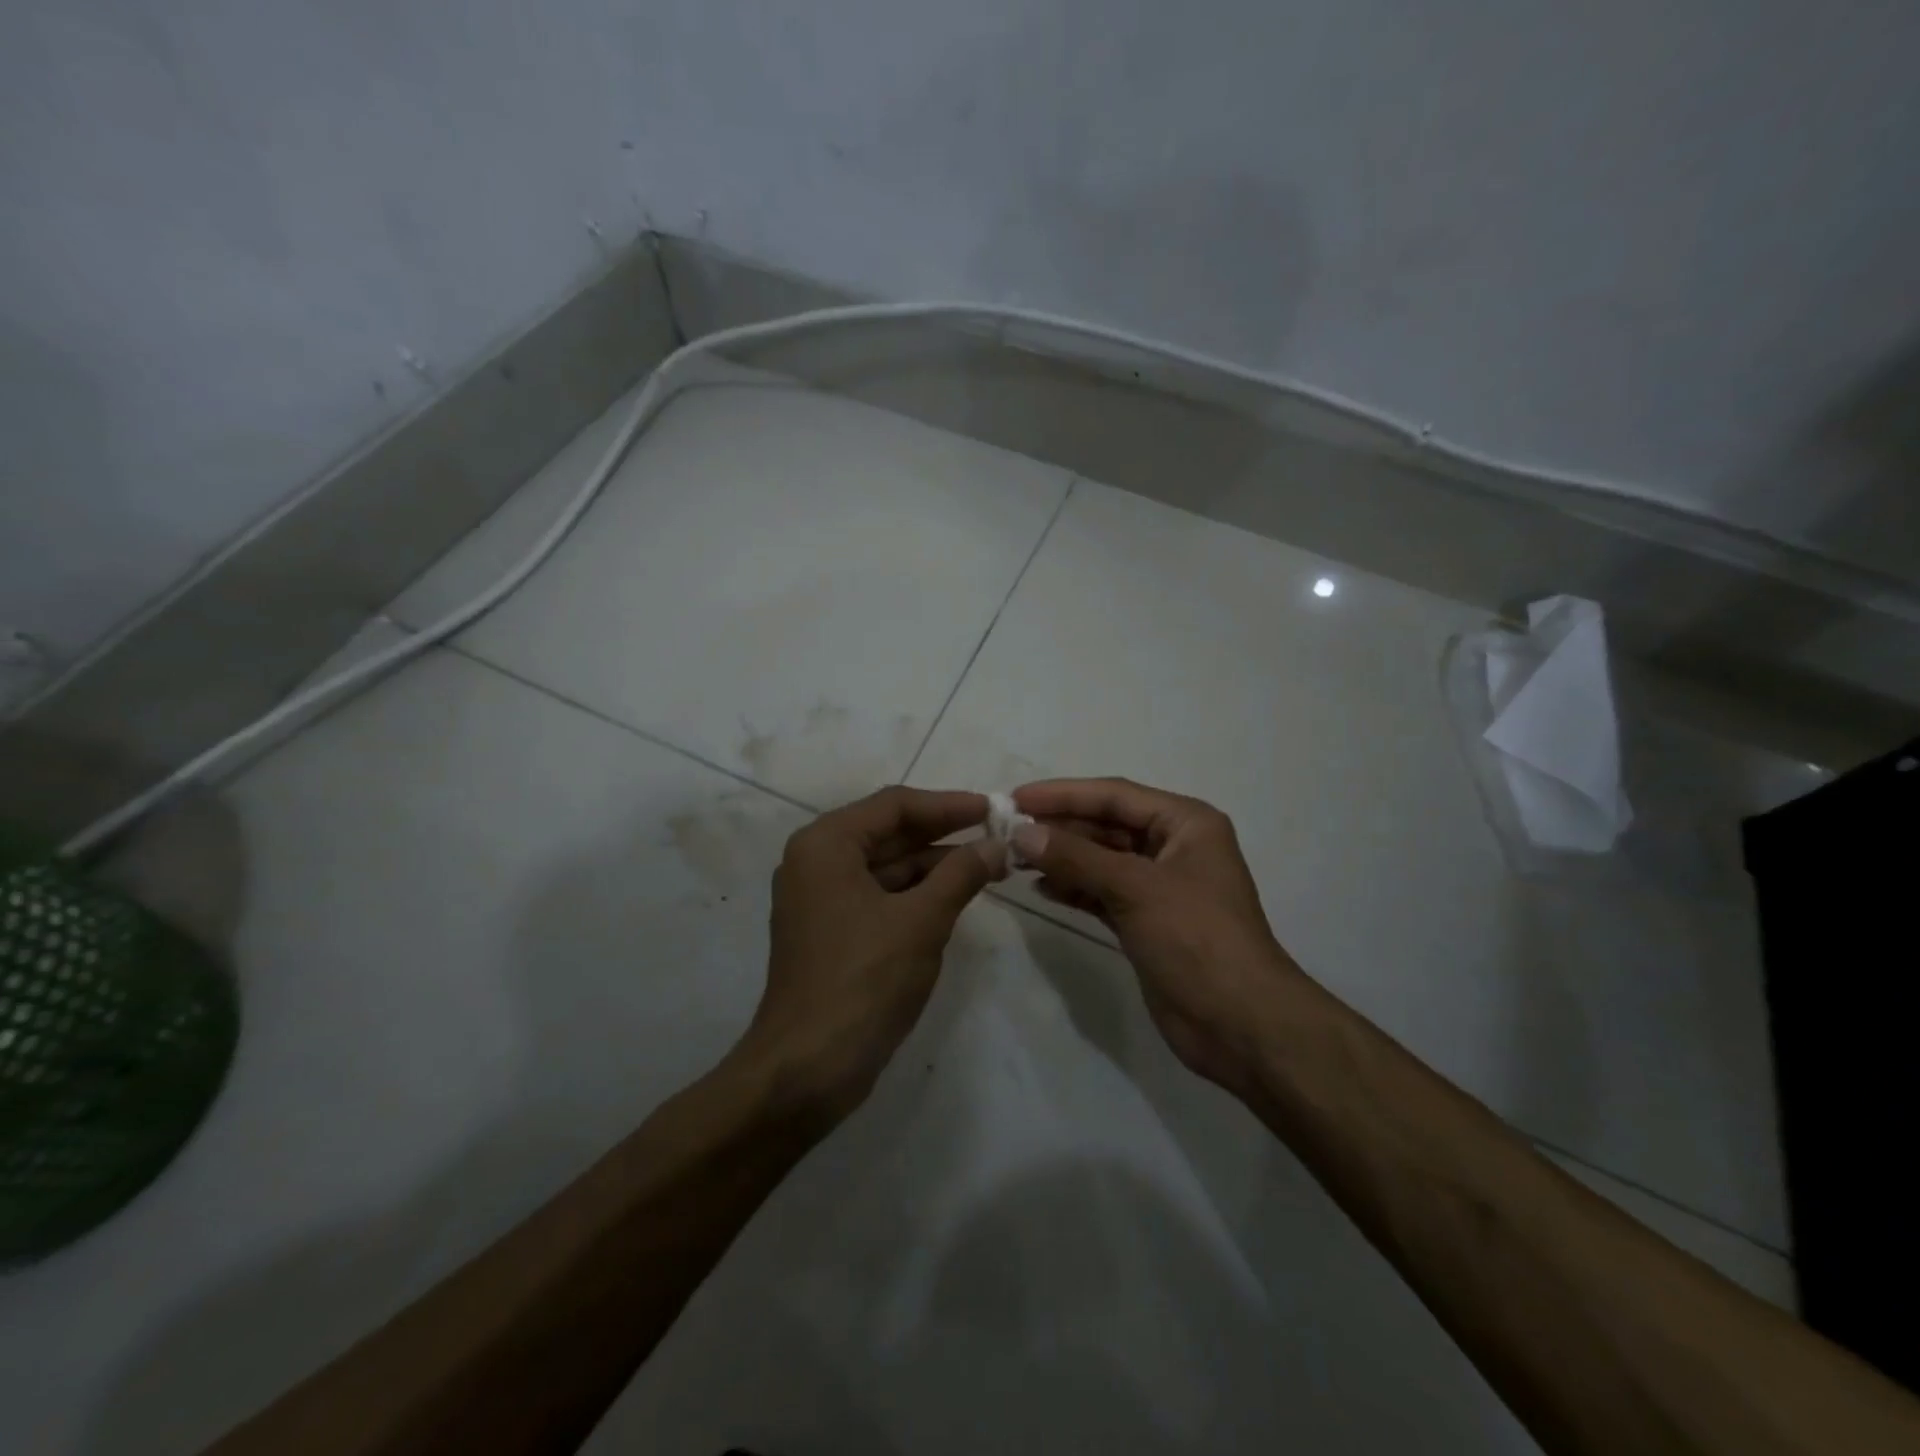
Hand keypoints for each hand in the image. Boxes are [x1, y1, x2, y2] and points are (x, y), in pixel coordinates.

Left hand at [733, 787, 1005, 1124]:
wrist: (807, 1068)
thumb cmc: (863, 981)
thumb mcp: (922, 920)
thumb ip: (961, 874)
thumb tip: (997, 844)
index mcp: (826, 844)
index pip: (895, 805)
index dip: (948, 805)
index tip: (993, 808)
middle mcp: (816, 861)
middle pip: (889, 832)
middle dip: (944, 836)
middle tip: (997, 836)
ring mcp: (820, 899)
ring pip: (886, 866)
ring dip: (935, 866)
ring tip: (989, 866)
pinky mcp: (831, 932)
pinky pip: (879, 896)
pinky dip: (916, 893)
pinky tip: (956, 896)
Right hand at [1011, 777, 1303, 1095]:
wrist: (1240, 1024)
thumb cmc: (1196, 939)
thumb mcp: (1135, 888)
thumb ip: (1076, 857)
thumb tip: (1021, 833)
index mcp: (1185, 823)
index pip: (1114, 795)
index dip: (1063, 794)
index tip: (1016, 798)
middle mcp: (1173, 847)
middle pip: (1106, 825)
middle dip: (1060, 827)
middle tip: (1008, 830)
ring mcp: (1160, 886)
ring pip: (1101, 859)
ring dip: (1062, 858)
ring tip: (1016, 859)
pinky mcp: (1147, 920)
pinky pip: (1102, 891)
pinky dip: (1074, 888)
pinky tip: (1042, 888)